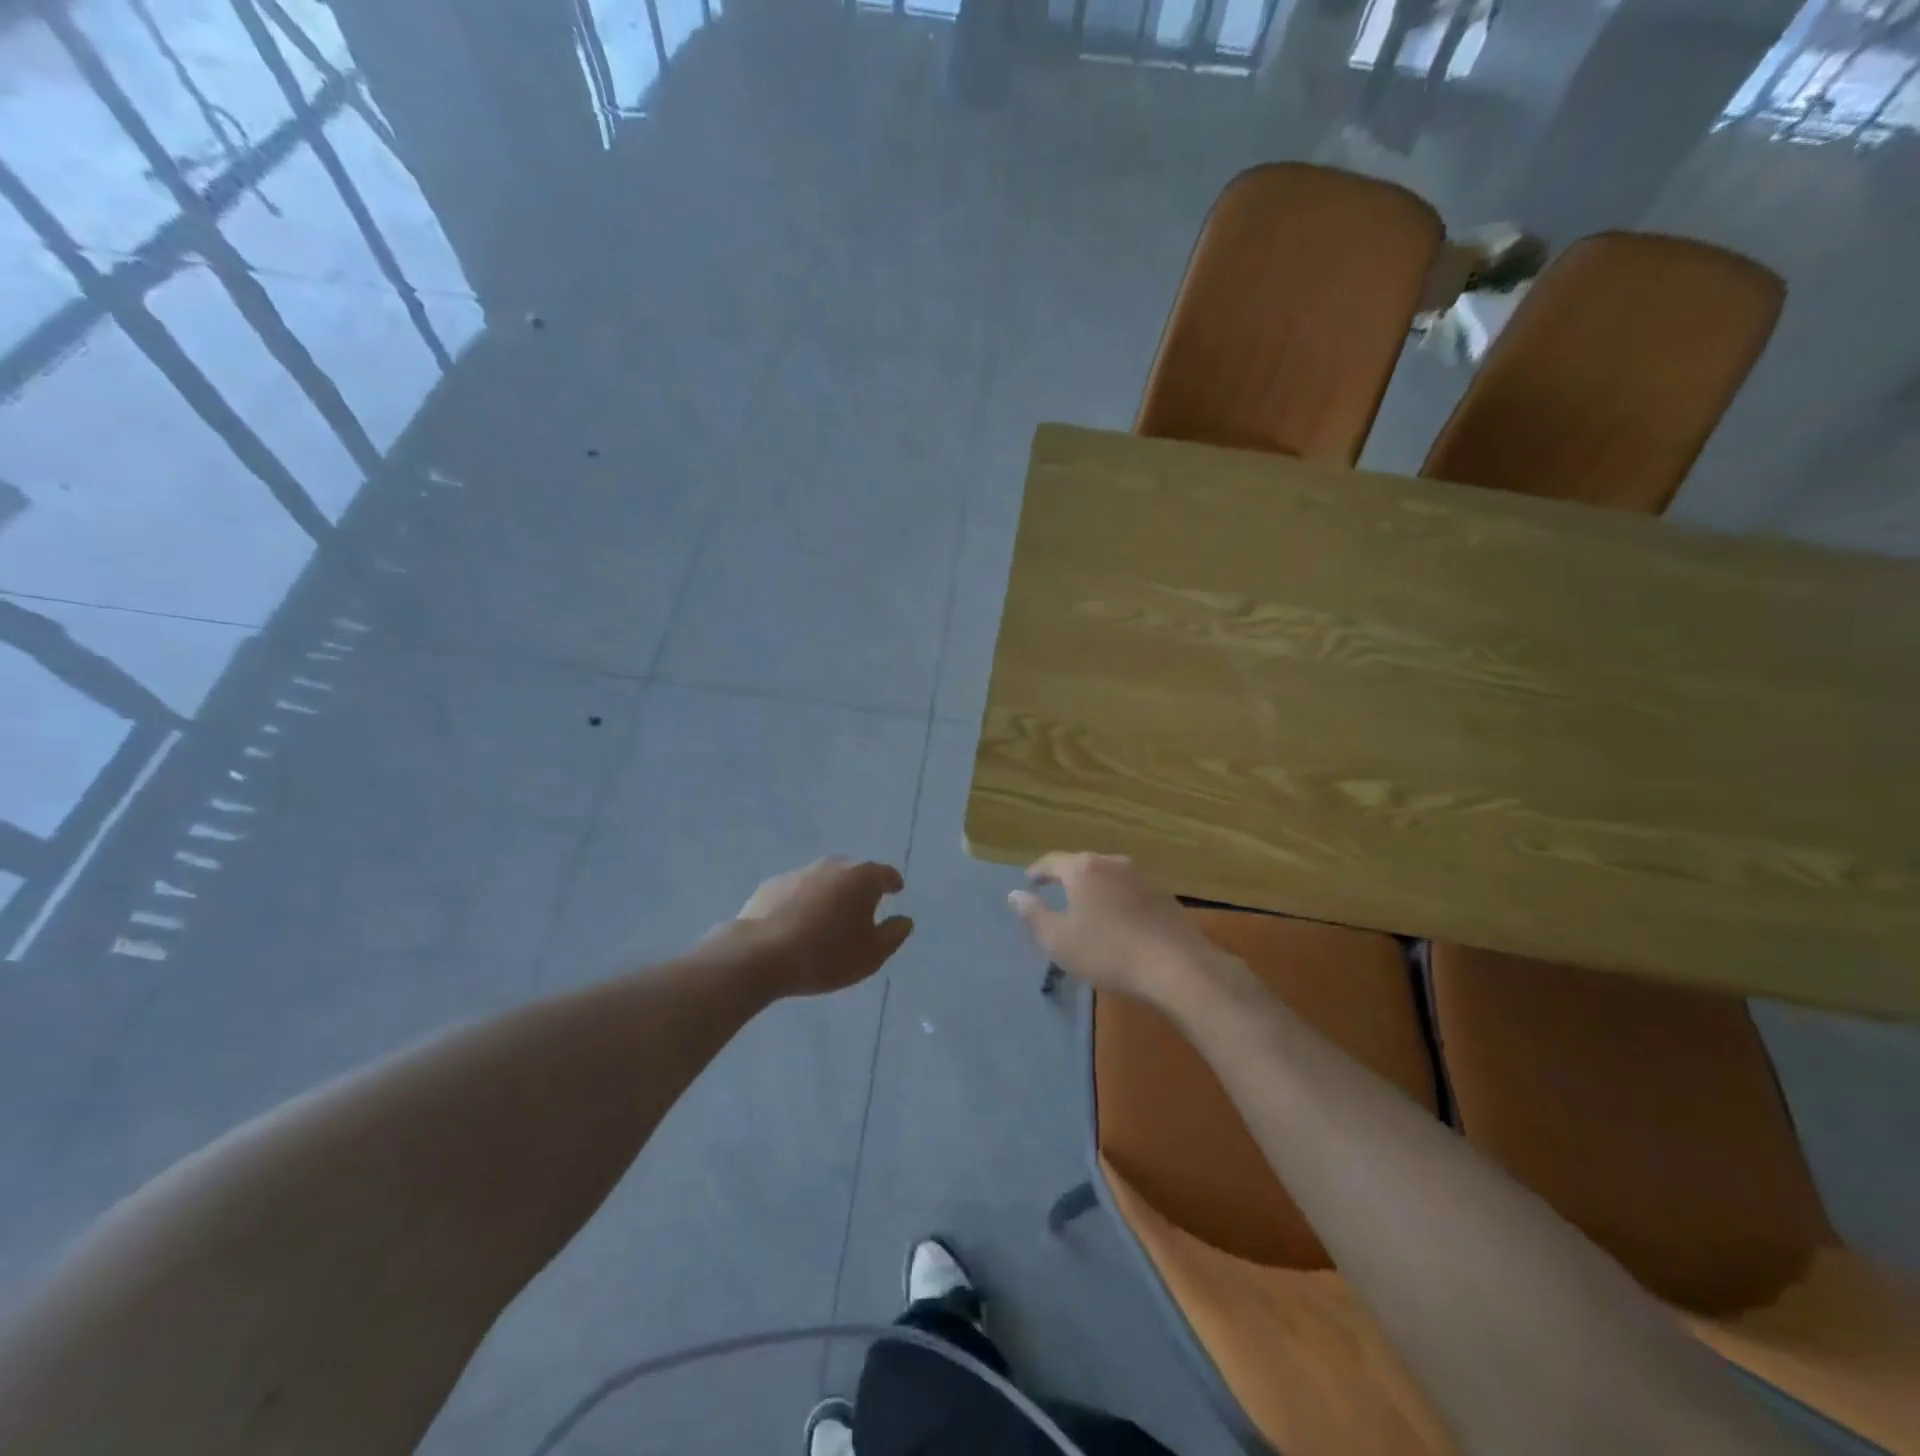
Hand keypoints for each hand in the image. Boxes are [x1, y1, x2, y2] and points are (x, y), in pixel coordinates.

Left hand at [736, 858, 913, 996]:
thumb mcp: (871, 955)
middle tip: (864, 907)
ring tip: (830, 918)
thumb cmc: (825, 955)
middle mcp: (831, 866)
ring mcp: (799, 873)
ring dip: (831, 894)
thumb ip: (893, 935)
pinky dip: (804, 902)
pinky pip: (797, 891)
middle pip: (853, 872)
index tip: (896, 890)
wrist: (759, 955)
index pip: (885, 873)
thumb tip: (904, 920)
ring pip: (824, 880)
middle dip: (861, 886)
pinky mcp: (771, 886)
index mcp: (861, 878)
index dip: (893, 883)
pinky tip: (799, 923)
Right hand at [1007, 852, 1228, 1006]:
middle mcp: (1112, 863)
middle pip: (1081, 865)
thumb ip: (1033, 915)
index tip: (1029, 882)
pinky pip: (1128, 891)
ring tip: (1086, 909)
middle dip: (1067, 878)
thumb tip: (1015, 894)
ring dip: (1094, 890)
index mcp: (1083, 869)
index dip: (1037, 872)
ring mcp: (1141, 877)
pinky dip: (1116, 900)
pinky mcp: (1163, 896)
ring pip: (1107, 877)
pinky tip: (1116, 921)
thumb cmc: (1108, 952)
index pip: (1052, 862)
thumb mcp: (1059, 940)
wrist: (1177, 967)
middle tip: (1055, 894)